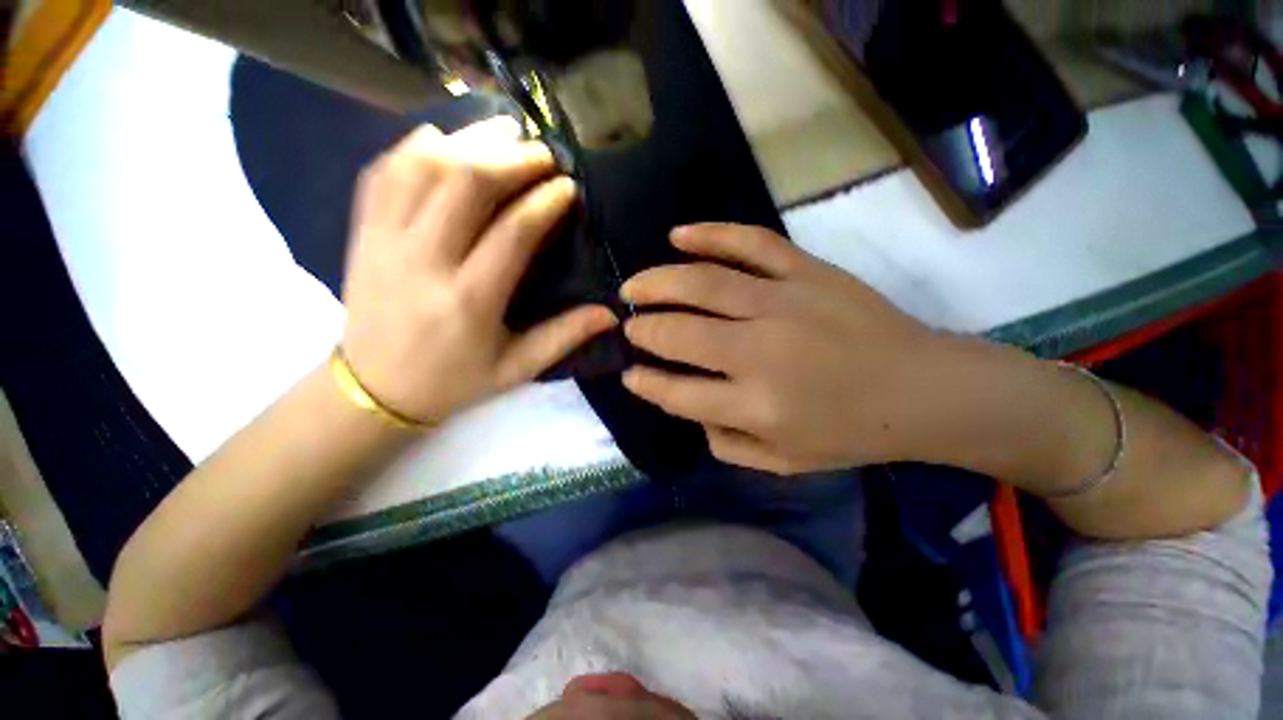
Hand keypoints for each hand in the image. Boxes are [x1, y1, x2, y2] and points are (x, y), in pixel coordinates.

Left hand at [341, 117, 616, 424]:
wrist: (374, 391)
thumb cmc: (455, 381)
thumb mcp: (518, 368)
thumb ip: (564, 337)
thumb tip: (610, 314)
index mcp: (469, 301)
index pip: (511, 233)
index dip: (544, 202)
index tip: (568, 186)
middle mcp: (423, 262)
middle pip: (465, 184)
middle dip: (511, 159)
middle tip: (543, 152)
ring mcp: (384, 242)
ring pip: (422, 167)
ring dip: (468, 141)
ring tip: (503, 131)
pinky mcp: (361, 233)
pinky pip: (383, 173)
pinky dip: (414, 147)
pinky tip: (444, 139)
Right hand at [620, 223, 945, 473]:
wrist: (921, 389)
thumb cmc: (849, 433)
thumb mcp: (781, 461)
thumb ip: (725, 442)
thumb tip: (690, 406)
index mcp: (756, 405)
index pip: (678, 393)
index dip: (645, 383)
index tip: (628, 372)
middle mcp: (760, 352)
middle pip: (680, 334)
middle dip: (644, 329)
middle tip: (628, 324)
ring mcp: (783, 303)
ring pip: (703, 284)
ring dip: (657, 282)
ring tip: (633, 286)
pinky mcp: (806, 271)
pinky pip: (750, 243)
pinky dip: (710, 234)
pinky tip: (677, 235)